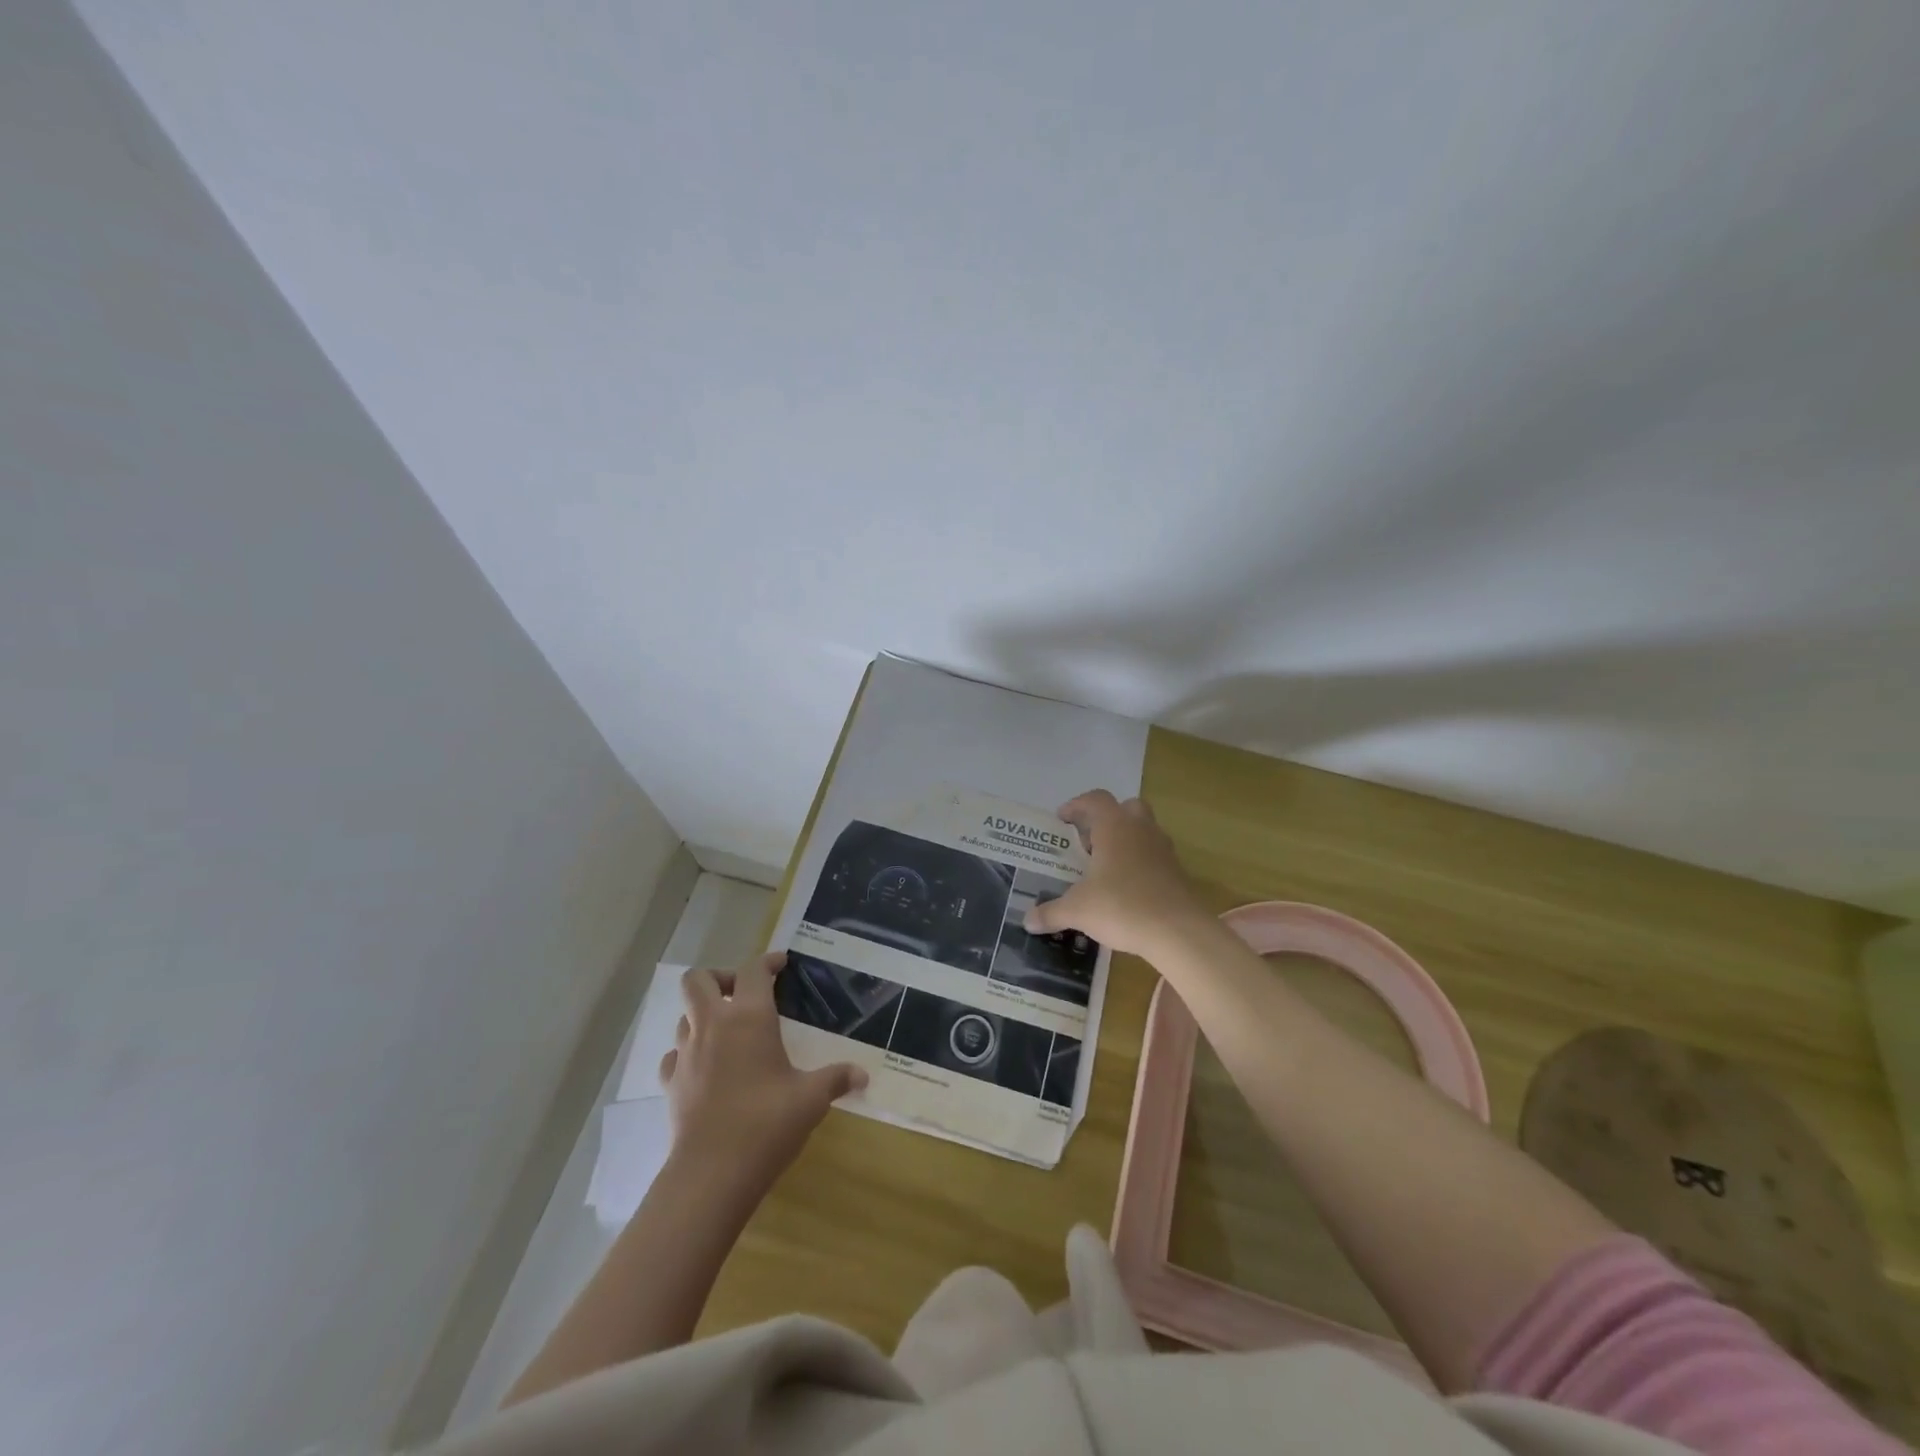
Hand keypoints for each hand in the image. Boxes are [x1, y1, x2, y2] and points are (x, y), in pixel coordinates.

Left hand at [659, 952, 866, 1189]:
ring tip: (728, 1032)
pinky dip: (687, 1052)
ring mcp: (686, 1054)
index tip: (782, 965)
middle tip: (742, 994)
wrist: (713, 1173)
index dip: (768, 961)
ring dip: (703, 1015)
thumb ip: (836, 1079)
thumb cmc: (768, 1123)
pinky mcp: (670, 1083)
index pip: (753, 970)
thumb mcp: (811, 1098)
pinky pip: (674, 1054)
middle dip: (719, 978)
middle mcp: (712, 1025)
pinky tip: (705, 1068)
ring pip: (684, 1015)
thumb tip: (863, 1075)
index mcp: (749, 1017)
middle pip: (698, 979)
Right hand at [1024, 790, 1211, 956]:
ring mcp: (1163, 849)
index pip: (1095, 799)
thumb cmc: (1122, 907)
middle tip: (1088, 843)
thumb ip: (1051, 912)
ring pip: (1143, 830)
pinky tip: (1126, 889)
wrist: (1178, 932)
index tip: (1062, 820)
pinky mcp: (1177, 871)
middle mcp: (1140, 829)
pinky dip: (1140, 863)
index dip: (1076, 806)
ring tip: (1105, 867)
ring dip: (1125, 840)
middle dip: (1105, 820)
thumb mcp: (1078, 911)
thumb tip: (1027, 921)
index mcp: (1114, 826)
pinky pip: (1154, 855)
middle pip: (1125, 808)